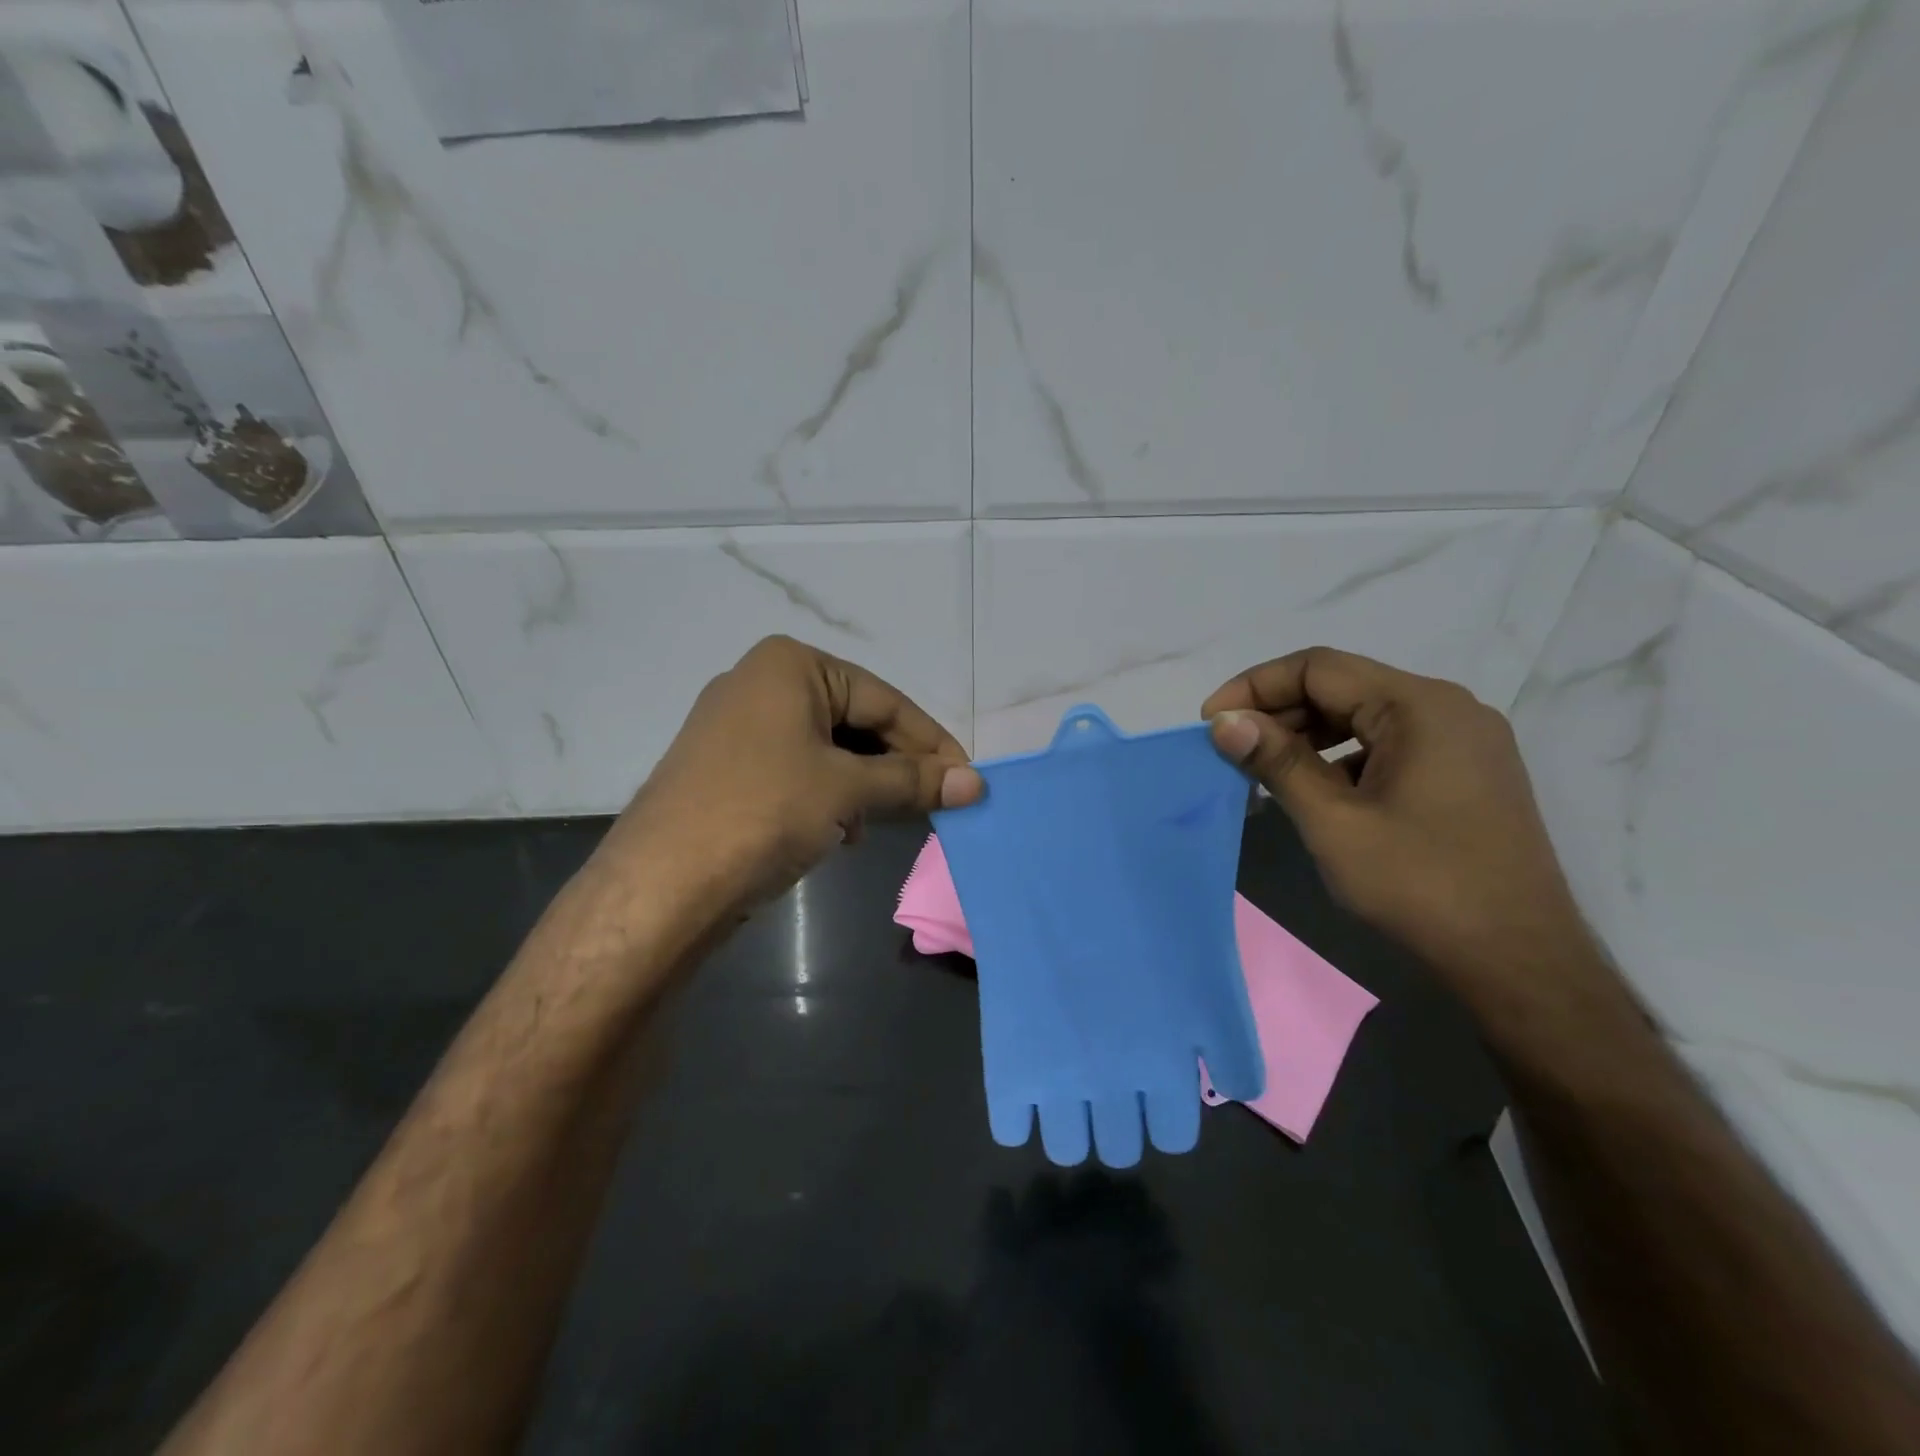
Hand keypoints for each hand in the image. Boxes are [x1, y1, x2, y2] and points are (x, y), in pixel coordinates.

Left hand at [599, 636, 982, 919]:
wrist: (662, 884)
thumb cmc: (764, 812)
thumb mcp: (847, 791)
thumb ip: (914, 782)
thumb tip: (977, 782)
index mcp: (790, 665)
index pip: (884, 699)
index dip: (930, 742)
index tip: (968, 778)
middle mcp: (762, 683)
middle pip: (855, 721)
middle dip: (895, 765)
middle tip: (936, 802)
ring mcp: (739, 727)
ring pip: (828, 749)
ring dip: (865, 785)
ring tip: (884, 822)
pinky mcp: (728, 768)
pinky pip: (798, 770)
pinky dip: (830, 796)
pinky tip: (843, 831)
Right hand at [1203, 647, 1596, 995]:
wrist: (1518, 961)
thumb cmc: (1420, 884)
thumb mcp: (1333, 822)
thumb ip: (1276, 762)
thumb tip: (1224, 722)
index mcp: (1420, 706)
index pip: (1319, 668)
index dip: (1255, 686)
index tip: (1211, 722)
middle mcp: (1448, 708)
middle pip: (1344, 687)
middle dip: (1280, 712)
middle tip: (1231, 748)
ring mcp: (1464, 741)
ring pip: (1365, 717)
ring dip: (1308, 735)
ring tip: (1264, 770)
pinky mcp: (1467, 773)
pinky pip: (1390, 745)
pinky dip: (1343, 757)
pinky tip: (1316, 792)